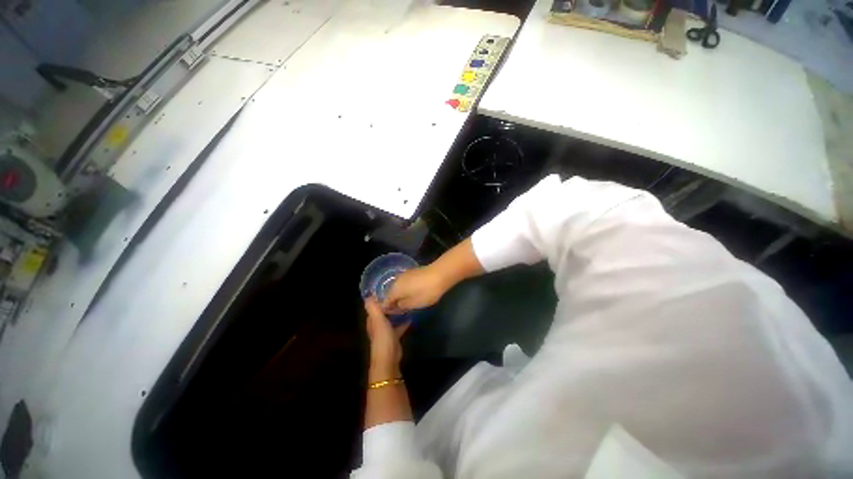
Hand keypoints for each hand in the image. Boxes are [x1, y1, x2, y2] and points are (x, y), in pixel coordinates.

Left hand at [364, 297, 409, 381]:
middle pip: (383, 311)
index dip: (379, 297)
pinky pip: (399, 326)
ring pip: (391, 318)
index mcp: (372, 320)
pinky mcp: (394, 337)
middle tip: (400, 293)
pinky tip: (411, 317)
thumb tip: (368, 295)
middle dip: (390, 303)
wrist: (389, 359)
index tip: (387, 287)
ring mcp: (386, 331)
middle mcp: (378, 324)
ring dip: (396, 312)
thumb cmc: (382, 338)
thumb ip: (373, 308)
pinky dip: (403, 321)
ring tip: (406, 302)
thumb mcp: (378, 321)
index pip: (374, 306)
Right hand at [383, 265, 450, 314]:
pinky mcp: (411, 271)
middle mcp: (396, 280)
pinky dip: (406, 289)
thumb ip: (402, 306)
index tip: (392, 315)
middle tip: (400, 310)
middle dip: (393, 301)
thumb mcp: (414, 303)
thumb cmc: (426, 291)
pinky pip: (404, 283)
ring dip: (400, 294)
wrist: (439, 274)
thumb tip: (395, 306)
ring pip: (398, 287)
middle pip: (391, 293)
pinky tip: (412, 293)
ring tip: (407, 302)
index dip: (387, 309)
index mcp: (394, 290)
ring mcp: (403, 274)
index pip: (385, 301)